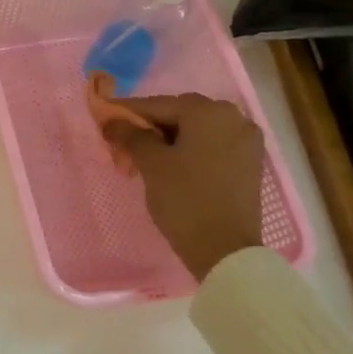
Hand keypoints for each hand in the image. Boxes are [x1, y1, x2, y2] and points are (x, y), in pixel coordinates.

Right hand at [88, 84, 265, 279]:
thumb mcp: (151, 163)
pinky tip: (171, 164)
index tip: (103, 116)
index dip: (127, 111)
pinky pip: (212, 145)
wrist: (225, 249)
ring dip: (168, 138)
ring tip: (143, 155)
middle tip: (122, 141)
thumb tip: (112, 121)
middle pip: (180, 114)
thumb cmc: (185, 198)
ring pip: (196, 130)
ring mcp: (246, 141)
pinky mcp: (249, 163)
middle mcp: (233, 118)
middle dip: (149, 126)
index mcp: (209, 112)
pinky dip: (189, 149)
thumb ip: (130, 135)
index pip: (158, 104)